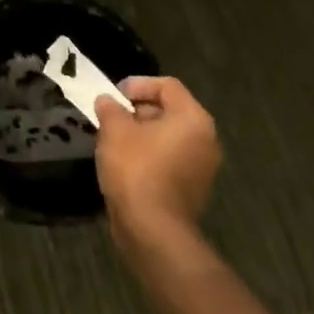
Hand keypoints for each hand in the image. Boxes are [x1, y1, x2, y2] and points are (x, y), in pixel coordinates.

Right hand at [94, 76, 221, 242]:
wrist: (152, 229)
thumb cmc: (135, 169)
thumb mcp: (114, 130)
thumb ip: (110, 108)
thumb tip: (107, 101)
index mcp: (192, 118)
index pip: (167, 86)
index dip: (137, 84)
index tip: (113, 95)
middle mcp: (205, 139)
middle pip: (170, 110)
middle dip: (137, 110)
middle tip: (110, 117)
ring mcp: (202, 167)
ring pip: (169, 137)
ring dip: (141, 133)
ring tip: (113, 139)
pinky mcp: (192, 188)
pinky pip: (170, 159)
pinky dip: (149, 155)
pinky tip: (125, 163)